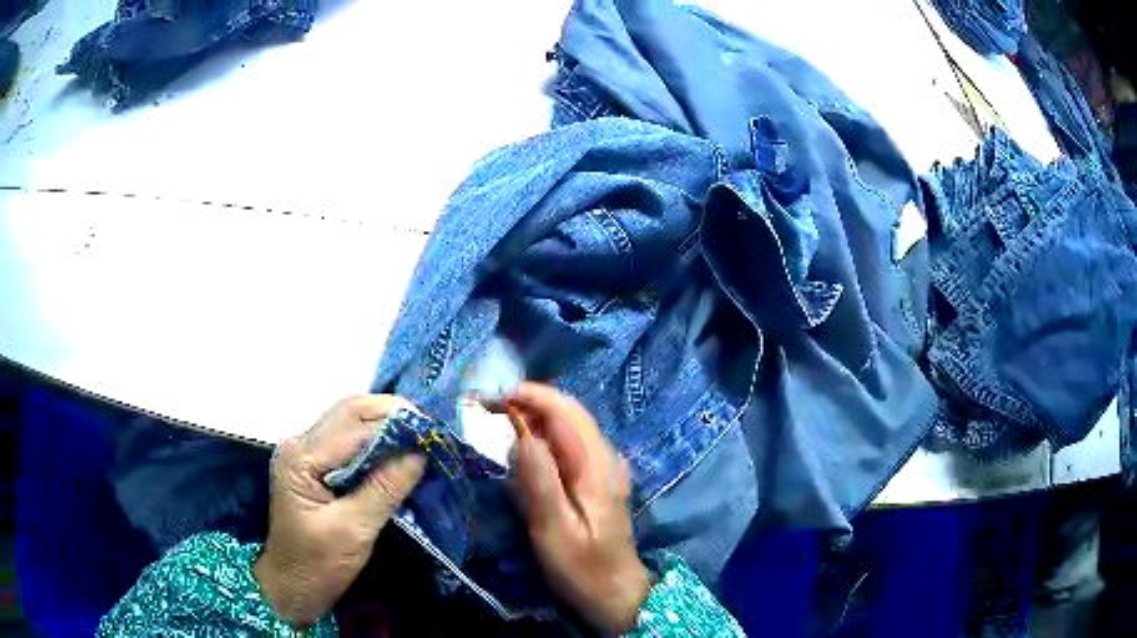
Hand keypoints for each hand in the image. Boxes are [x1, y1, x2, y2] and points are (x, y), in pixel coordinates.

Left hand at [254, 396, 426, 624]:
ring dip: (385, 424)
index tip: (433, 434)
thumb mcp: (354, 531)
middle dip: (392, 414)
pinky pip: (348, 439)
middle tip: (430, 430)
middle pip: (350, 411)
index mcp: (301, 457)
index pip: (354, 426)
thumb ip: (384, 489)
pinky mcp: (314, 464)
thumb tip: (420, 452)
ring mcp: (305, 452)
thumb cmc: (317, 565)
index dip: (395, 424)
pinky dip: (376, 440)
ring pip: (350, 420)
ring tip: (420, 437)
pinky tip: (398, 451)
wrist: (291, 586)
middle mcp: (300, 444)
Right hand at [509, 383, 650, 634]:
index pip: (563, 410)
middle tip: (486, 407)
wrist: (617, 594)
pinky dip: (542, 435)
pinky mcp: (596, 479)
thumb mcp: (554, 530)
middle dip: (526, 400)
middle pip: (567, 411)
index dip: (526, 395)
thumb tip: (522, 433)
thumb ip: (540, 482)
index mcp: (596, 464)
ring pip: (567, 425)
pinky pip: (568, 444)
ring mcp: (603, 467)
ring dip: (533, 415)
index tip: (487, 399)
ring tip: (496, 421)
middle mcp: (605, 456)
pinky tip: (523, 447)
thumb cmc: (583, 568)